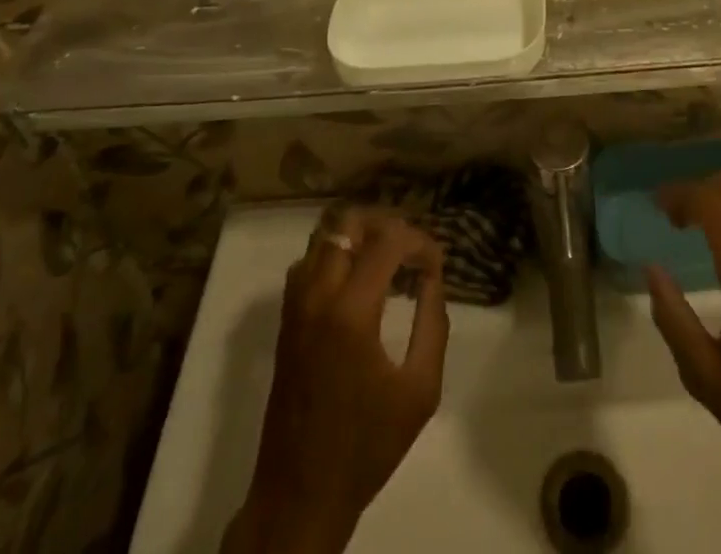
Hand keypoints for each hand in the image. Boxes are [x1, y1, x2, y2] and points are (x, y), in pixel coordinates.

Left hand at [226, 210, 448, 553]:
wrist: (300, 496)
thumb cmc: (366, 447)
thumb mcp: (420, 391)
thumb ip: (433, 324)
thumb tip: (432, 279)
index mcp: (351, 313)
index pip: (388, 241)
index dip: (419, 241)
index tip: (436, 265)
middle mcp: (317, 298)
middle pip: (347, 224)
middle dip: (385, 225)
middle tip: (410, 251)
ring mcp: (295, 308)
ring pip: (322, 238)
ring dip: (357, 237)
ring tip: (386, 260)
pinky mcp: (285, 322)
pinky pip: (307, 263)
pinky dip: (334, 255)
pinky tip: (357, 282)